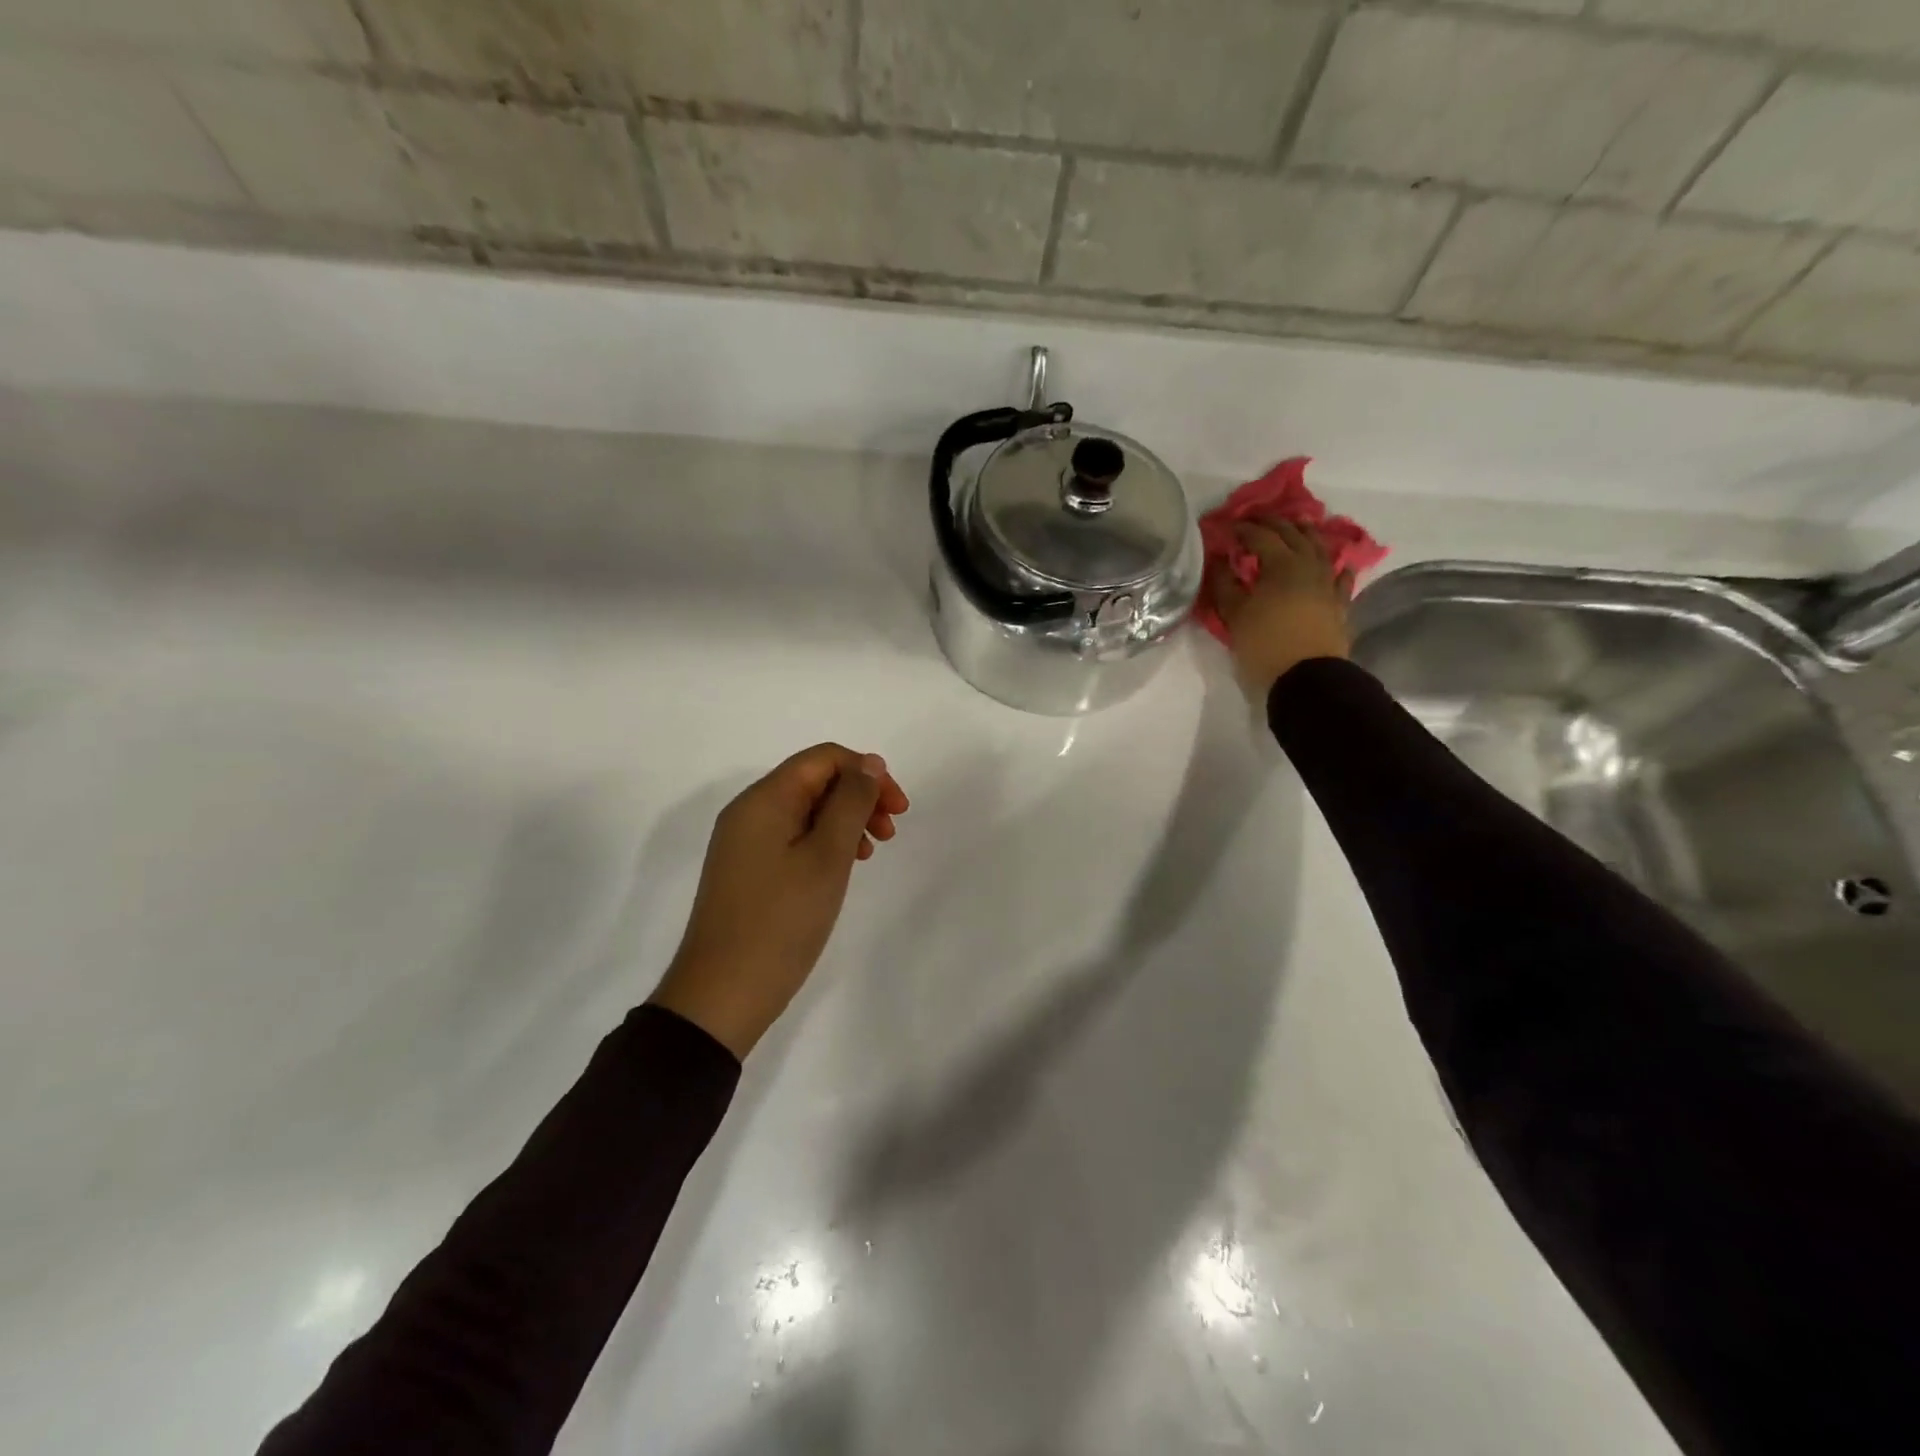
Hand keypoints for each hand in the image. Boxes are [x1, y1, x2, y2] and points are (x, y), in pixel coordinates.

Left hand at [650, 744, 910, 1058]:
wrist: (722, 994)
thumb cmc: (782, 921)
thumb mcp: (827, 856)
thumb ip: (851, 802)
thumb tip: (869, 763)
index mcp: (764, 799)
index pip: (823, 758)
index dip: (867, 772)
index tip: (898, 808)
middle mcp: (749, 811)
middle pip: (814, 781)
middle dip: (859, 797)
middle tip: (890, 833)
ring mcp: (744, 842)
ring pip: (806, 811)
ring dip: (845, 821)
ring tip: (870, 853)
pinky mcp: (747, 870)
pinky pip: (792, 838)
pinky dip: (824, 843)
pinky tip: (842, 868)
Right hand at [1207, 519, 1352, 700]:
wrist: (1307, 678)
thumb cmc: (1264, 645)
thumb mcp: (1234, 615)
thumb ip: (1224, 584)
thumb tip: (1219, 560)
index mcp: (1281, 564)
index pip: (1261, 536)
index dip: (1244, 528)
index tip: (1229, 526)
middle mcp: (1308, 565)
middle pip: (1293, 535)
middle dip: (1274, 524)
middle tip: (1257, 520)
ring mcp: (1328, 583)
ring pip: (1320, 549)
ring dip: (1307, 535)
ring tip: (1297, 528)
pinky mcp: (1340, 603)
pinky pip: (1342, 577)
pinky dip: (1338, 566)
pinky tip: (1340, 563)